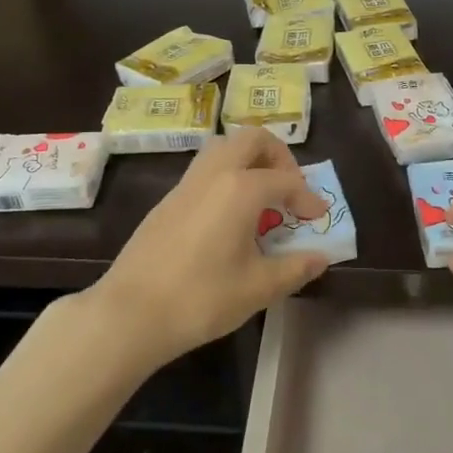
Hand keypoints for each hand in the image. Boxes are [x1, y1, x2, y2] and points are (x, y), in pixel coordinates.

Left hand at [92, 129, 331, 364]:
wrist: (131, 313)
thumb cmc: (201, 298)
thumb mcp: (258, 288)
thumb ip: (295, 268)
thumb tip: (321, 258)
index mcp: (241, 188)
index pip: (286, 180)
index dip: (308, 197)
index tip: (317, 219)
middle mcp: (214, 173)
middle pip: (252, 139)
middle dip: (278, 156)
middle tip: (288, 189)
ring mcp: (186, 183)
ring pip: (223, 148)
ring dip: (248, 161)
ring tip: (261, 199)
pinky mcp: (168, 200)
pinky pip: (205, 170)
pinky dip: (226, 176)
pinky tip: (229, 216)